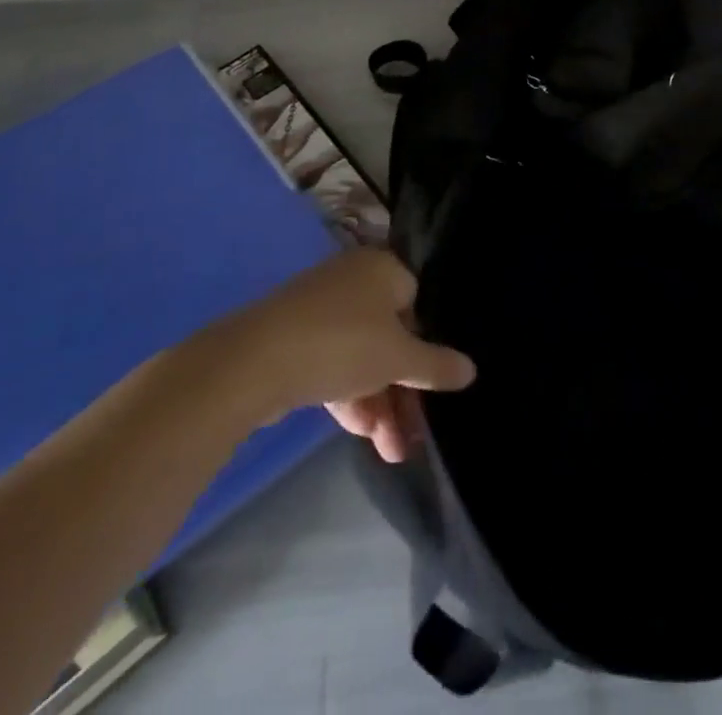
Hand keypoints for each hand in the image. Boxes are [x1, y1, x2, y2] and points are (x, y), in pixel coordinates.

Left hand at [203, 248, 473, 462]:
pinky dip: (350, 396)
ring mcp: (320, 309)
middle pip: (391, 336)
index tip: (432, 386)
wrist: (250, 363)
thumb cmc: (341, 344)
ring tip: (389, 453)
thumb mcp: (398, 359)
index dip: (427, 346)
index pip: (419, 302)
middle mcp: (354, 280)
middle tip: (410, 437)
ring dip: (379, 403)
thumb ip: (437, 366)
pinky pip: (334, 364)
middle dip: (403, 391)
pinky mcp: (293, 338)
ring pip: (362, 356)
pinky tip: (360, 433)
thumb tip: (471, 369)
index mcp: (383, 268)